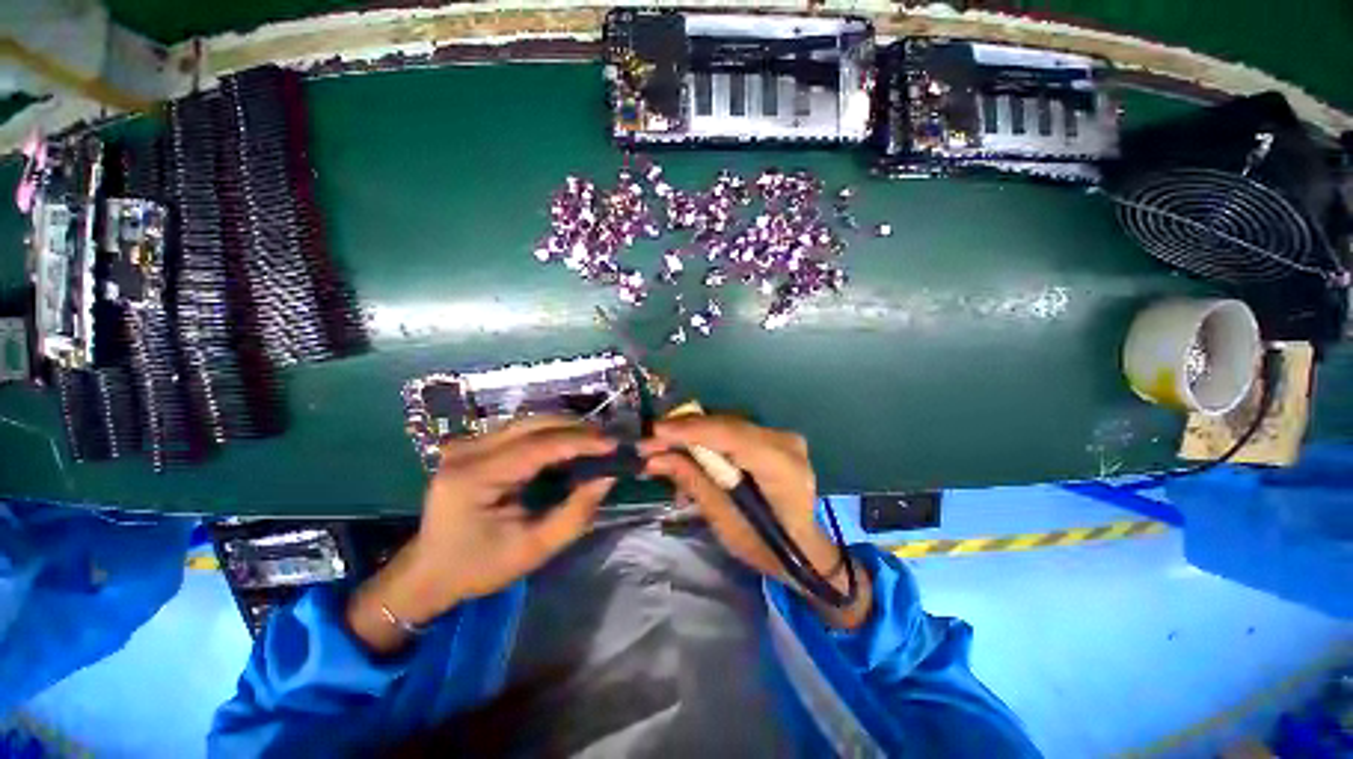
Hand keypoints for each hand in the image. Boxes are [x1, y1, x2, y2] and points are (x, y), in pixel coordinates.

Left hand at [350, 416, 615, 652]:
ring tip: (596, 442)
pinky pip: (521, 430)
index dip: (579, 441)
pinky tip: (570, 444)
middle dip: (576, 429)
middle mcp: (467, 451)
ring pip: (529, 422)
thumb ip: (574, 514)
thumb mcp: (533, 550)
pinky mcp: (474, 445)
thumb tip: (607, 478)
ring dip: (566, 429)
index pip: (536, 446)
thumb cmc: (478, 567)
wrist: (429, 571)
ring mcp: (468, 444)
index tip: (613, 444)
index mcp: (474, 478)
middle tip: (609, 441)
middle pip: (533, 425)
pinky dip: (551, 435)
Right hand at [641, 416, 871, 628]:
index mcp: (781, 465)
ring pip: (726, 424)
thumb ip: (693, 482)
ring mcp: (782, 436)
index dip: (691, 430)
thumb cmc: (766, 546)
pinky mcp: (773, 437)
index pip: (731, 435)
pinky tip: (687, 450)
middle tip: (650, 443)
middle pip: (726, 425)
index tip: (654, 432)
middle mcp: (785, 441)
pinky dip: (707, 438)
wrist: (805, 549)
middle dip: (684, 431)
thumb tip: (655, 459)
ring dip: (693, 433)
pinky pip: (733, 431)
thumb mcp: (725, 521)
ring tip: (662, 447)